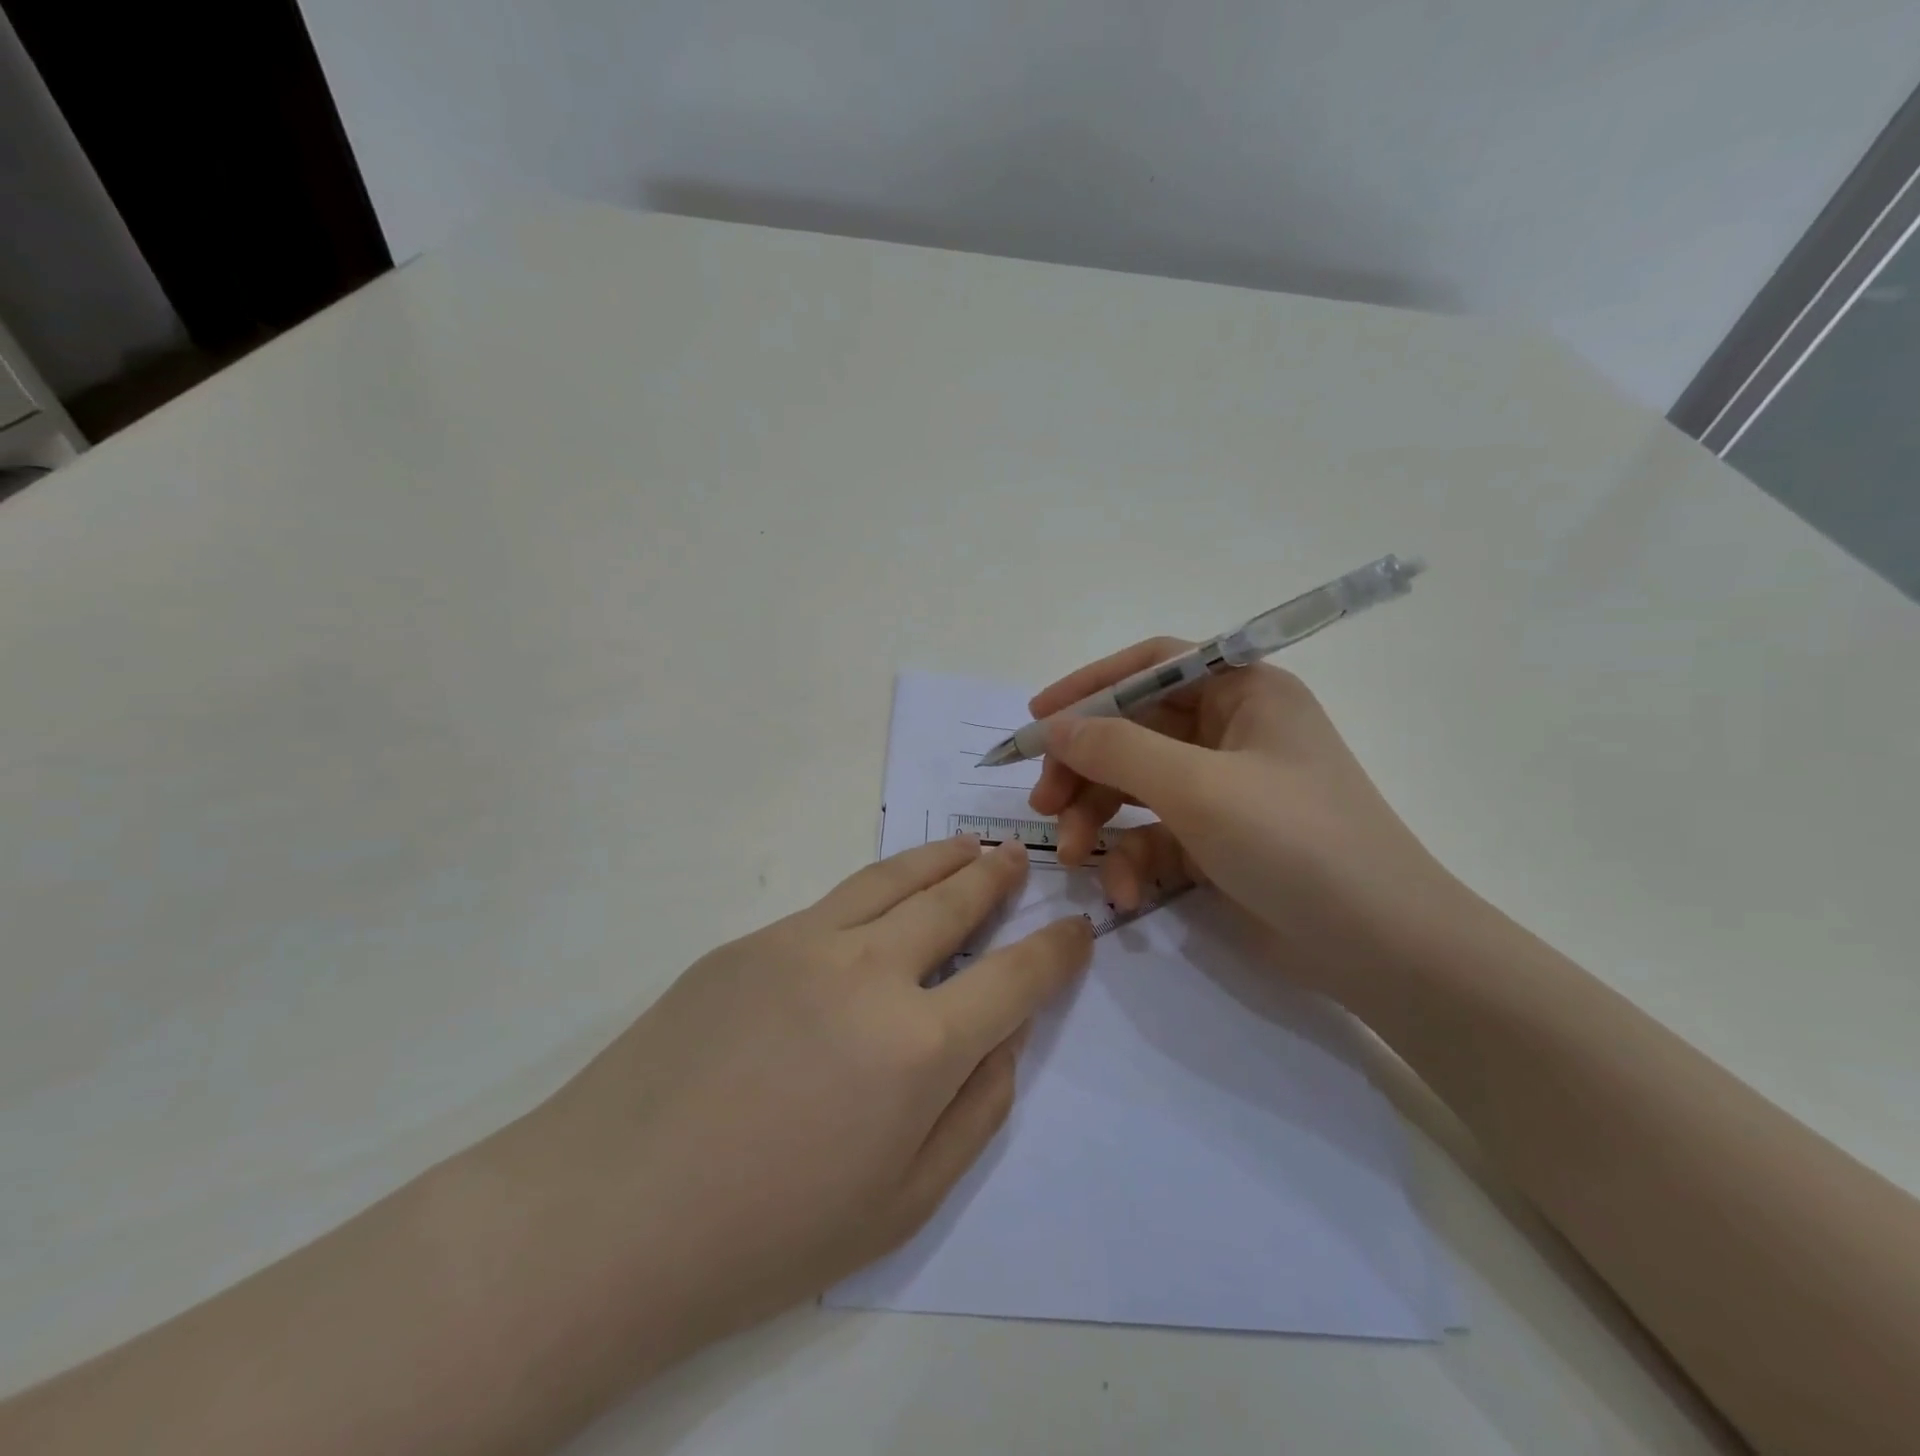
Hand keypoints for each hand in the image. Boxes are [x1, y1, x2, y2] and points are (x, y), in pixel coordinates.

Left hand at [511, 834, 1090, 1365]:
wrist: (607, 1215)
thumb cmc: (767, 1234)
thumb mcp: (903, 1202)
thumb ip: (975, 1110)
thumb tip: (1005, 1035)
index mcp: (918, 1045)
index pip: (1015, 976)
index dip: (1056, 949)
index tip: (1077, 929)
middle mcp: (869, 971)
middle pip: (954, 901)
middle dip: (996, 878)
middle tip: (1016, 860)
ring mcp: (803, 942)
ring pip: (893, 879)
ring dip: (940, 859)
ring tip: (967, 846)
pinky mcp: (751, 940)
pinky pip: (833, 904)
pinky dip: (878, 888)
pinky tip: (884, 896)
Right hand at [1027, 638, 1464, 1001]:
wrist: (1381, 949)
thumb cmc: (1295, 843)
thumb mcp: (1198, 788)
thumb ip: (1117, 749)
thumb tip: (1053, 725)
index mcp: (1243, 693)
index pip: (1152, 667)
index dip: (1090, 685)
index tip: (1037, 716)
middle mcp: (1231, 733)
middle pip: (1133, 730)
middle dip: (1084, 767)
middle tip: (1043, 802)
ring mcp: (1223, 790)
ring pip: (1135, 786)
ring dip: (1097, 819)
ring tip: (1074, 857)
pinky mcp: (1215, 842)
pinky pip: (1154, 835)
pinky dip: (1132, 861)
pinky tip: (1124, 892)